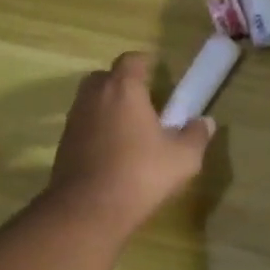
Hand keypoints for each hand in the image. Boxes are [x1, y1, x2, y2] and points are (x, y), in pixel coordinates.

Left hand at [46, 52, 214, 237]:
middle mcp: (94, 96)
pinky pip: (84, 126)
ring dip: (109, 109)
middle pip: (106, 77)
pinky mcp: (63, 143)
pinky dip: (97, 131)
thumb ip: (196, 136)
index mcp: (123, 89)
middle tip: (145, 105)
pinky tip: (113, 153)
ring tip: (130, 131)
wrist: (88, 209)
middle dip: (124, 85)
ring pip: (92, 102)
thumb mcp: (183, 158)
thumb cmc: (140, 174)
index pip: (132, 60)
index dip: (146, 65)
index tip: (159, 77)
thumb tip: (205, 122)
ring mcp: (74, 119)